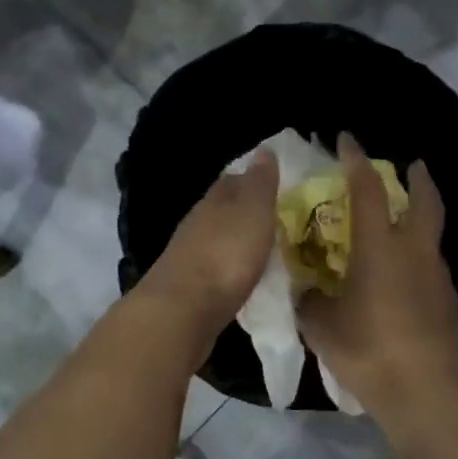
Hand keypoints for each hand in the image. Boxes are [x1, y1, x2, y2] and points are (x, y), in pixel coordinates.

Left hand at [134, 150, 277, 345]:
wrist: (183, 309)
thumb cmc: (225, 255)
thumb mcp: (253, 211)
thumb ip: (260, 183)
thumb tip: (264, 149)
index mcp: (214, 200)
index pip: (233, 180)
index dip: (253, 180)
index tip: (275, 184)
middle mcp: (198, 223)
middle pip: (222, 209)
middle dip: (244, 211)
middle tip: (274, 218)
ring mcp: (190, 255)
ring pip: (217, 239)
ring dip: (236, 240)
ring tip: (264, 248)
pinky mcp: (189, 286)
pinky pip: (215, 268)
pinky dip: (230, 267)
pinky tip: (243, 276)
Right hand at [299, 136, 457, 425]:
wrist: (427, 392)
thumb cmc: (369, 349)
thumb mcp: (322, 325)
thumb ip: (311, 300)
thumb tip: (310, 291)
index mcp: (380, 247)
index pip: (367, 190)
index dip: (355, 161)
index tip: (346, 140)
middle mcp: (414, 252)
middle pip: (424, 201)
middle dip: (417, 179)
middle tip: (412, 165)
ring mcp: (436, 276)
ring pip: (431, 234)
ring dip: (420, 218)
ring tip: (401, 224)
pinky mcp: (448, 302)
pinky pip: (431, 265)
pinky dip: (419, 256)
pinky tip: (402, 276)